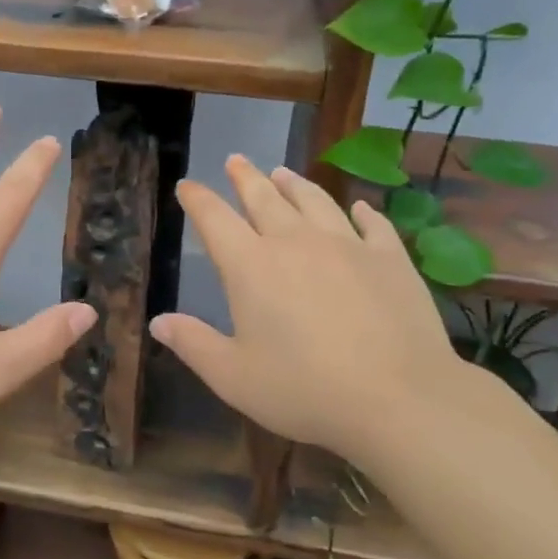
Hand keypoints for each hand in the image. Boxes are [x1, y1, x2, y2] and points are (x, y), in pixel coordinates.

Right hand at [149, 156, 483, 453]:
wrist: (399, 398)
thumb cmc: (305, 390)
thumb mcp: (234, 377)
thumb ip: (193, 345)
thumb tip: (158, 321)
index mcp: (251, 266)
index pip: (214, 219)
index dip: (197, 199)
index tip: (187, 185)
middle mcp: (295, 242)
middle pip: (263, 197)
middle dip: (245, 177)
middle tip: (235, 160)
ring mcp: (346, 244)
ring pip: (314, 200)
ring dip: (295, 184)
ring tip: (283, 172)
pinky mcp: (389, 258)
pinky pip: (372, 224)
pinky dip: (362, 212)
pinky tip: (358, 207)